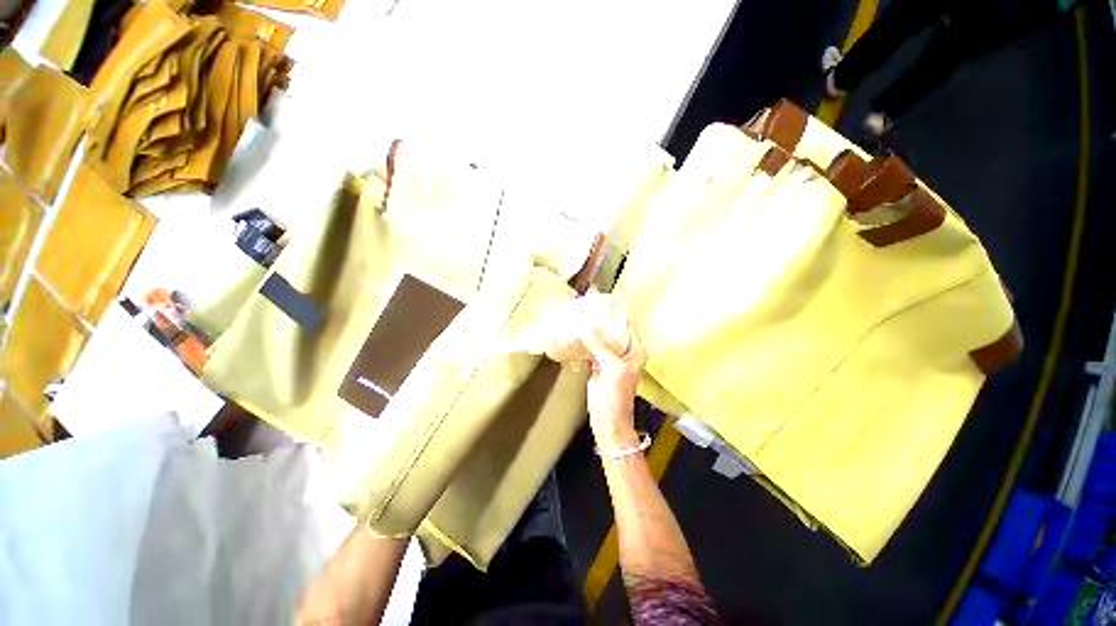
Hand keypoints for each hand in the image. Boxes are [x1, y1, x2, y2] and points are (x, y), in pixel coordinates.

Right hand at [581, 305, 646, 450]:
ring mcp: (611, 358)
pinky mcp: (599, 365)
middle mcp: (625, 350)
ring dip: (589, 329)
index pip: (626, 322)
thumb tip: (585, 325)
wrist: (608, 422)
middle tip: (581, 305)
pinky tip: (572, 334)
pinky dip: (583, 342)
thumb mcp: (610, 368)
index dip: (613, 310)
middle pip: (612, 329)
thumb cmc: (615, 397)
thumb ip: (599, 346)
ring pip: (600, 338)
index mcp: (635, 349)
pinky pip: (591, 348)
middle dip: (597, 318)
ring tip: (575, 315)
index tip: (597, 298)